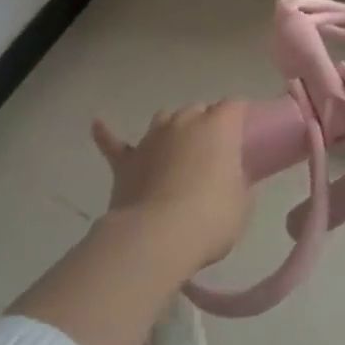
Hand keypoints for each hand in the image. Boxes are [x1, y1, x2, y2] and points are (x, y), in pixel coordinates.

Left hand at [92, 101, 251, 274]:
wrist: (157, 238)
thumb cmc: (210, 218)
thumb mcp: (241, 202)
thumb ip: (237, 182)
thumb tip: (229, 180)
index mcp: (218, 127)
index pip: (234, 106)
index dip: (240, 116)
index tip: (246, 132)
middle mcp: (185, 122)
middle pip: (198, 109)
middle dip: (207, 123)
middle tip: (214, 151)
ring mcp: (152, 139)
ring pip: (164, 118)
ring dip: (173, 129)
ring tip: (178, 146)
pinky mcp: (126, 162)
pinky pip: (114, 143)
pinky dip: (107, 134)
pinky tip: (98, 125)